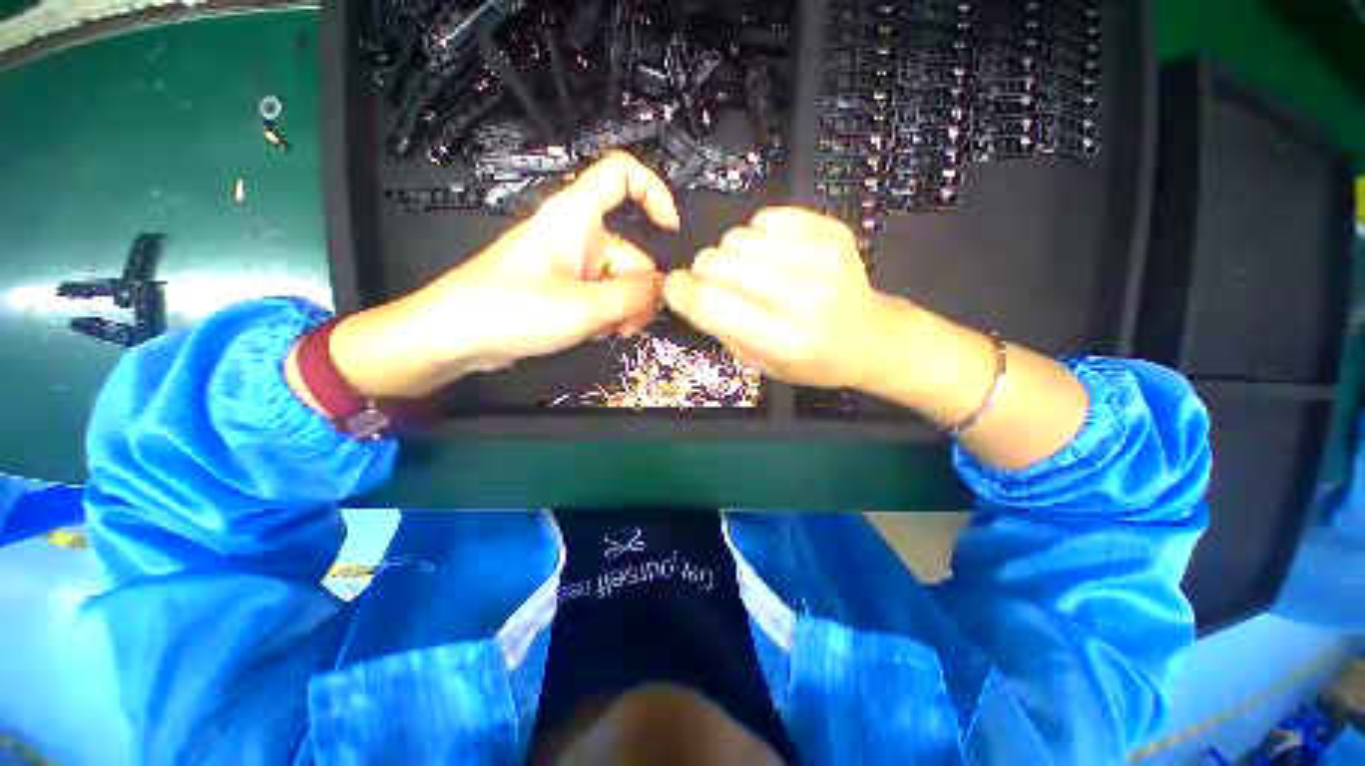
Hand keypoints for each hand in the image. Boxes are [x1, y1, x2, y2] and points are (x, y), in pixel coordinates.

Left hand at [316, 152, 679, 398]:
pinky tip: (594, 333)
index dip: (654, 192)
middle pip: (630, 251)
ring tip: (611, 333)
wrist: (455, 337)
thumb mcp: (585, 307)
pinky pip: (599, 295)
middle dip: (639, 290)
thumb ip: (633, 296)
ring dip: (623, 308)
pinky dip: (605, 314)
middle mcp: (576, 234)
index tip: (671, 231)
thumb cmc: (515, 310)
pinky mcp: (562, 288)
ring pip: (617, 280)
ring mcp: (569, 263)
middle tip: (632, 324)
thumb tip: (663, 287)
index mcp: (576, 216)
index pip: (622, 175)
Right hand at [663, 207, 897, 388]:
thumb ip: (718, 326)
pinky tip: (774, 257)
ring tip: (753, 274)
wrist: (868, 337)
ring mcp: (820, 256)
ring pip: (736, 236)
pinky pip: (764, 217)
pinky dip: (758, 237)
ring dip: (732, 256)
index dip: (679, 290)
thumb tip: (684, 287)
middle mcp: (802, 295)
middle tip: (723, 287)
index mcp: (782, 338)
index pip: (709, 301)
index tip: (675, 288)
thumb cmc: (809, 360)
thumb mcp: (757, 362)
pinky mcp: (830, 230)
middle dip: (705, 273)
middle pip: (716, 261)